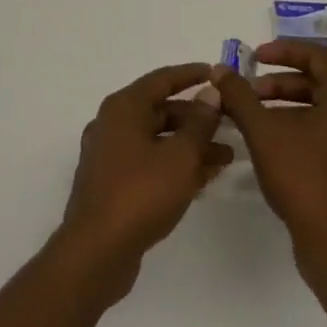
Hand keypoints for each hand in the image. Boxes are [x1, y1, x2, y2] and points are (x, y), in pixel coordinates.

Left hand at [58, 63, 232, 293]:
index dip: (190, 75)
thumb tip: (210, 93)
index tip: (216, 74)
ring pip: (157, 140)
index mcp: (123, 108)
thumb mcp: (180, 157)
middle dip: (197, 118)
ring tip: (226, 158)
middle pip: (160, 110)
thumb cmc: (140, 194)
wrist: (97, 252)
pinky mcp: (113, 183)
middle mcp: (113, 124)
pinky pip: (150, 163)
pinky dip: (175, 165)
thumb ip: (199, 123)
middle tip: (230, 124)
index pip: (161, 79)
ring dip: (190, 146)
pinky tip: (204, 178)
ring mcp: (110, 155)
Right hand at [213, 41, 326, 260]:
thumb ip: (240, 96)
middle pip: (319, 84)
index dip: (284, 51)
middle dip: (279, 83)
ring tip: (254, 120)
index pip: (318, 56)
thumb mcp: (263, 131)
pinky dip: (300, 130)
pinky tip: (272, 147)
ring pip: (322, 112)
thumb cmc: (303, 179)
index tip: (254, 58)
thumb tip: (220, 70)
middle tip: (249, 92)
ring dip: (287, 107)